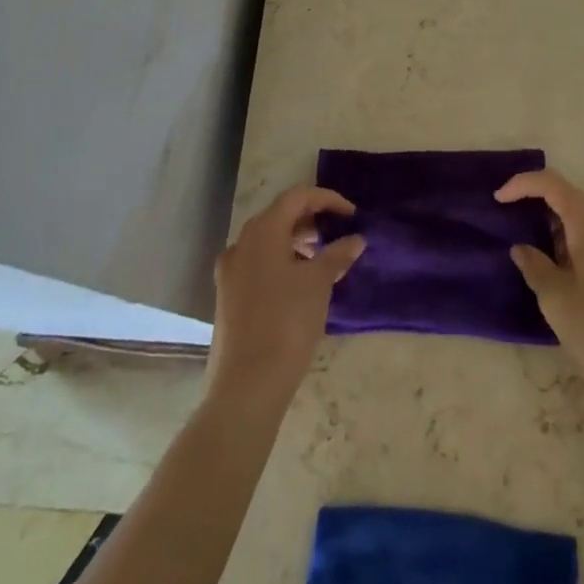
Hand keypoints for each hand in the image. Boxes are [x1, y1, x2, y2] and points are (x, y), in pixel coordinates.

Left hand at [207, 185, 363, 409]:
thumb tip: (355, 239)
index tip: (352, 215)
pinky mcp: (228, 297)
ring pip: (268, 242)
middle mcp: (241, 244)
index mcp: (262, 231)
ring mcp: (230, 271)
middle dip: (311, 220)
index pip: (297, 197)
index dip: (327, 199)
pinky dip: (281, 263)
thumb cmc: (287, 322)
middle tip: (337, 234)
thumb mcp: (319, 283)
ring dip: (296, 243)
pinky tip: (299, 286)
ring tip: (322, 262)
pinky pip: (258, 265)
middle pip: (280, 216)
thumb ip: (338, 254)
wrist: (246, 386)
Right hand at [496, 169, 583, 383]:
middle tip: (516, 226)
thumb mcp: (554, 297)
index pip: (549, 182)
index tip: (498, 200)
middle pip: (568, 194)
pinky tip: (570, 268)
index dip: (521, 184)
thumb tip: (522, 248)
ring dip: (559, 224)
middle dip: (539, 204)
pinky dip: (578, 237)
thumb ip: (534, 265)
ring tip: (542, 253)